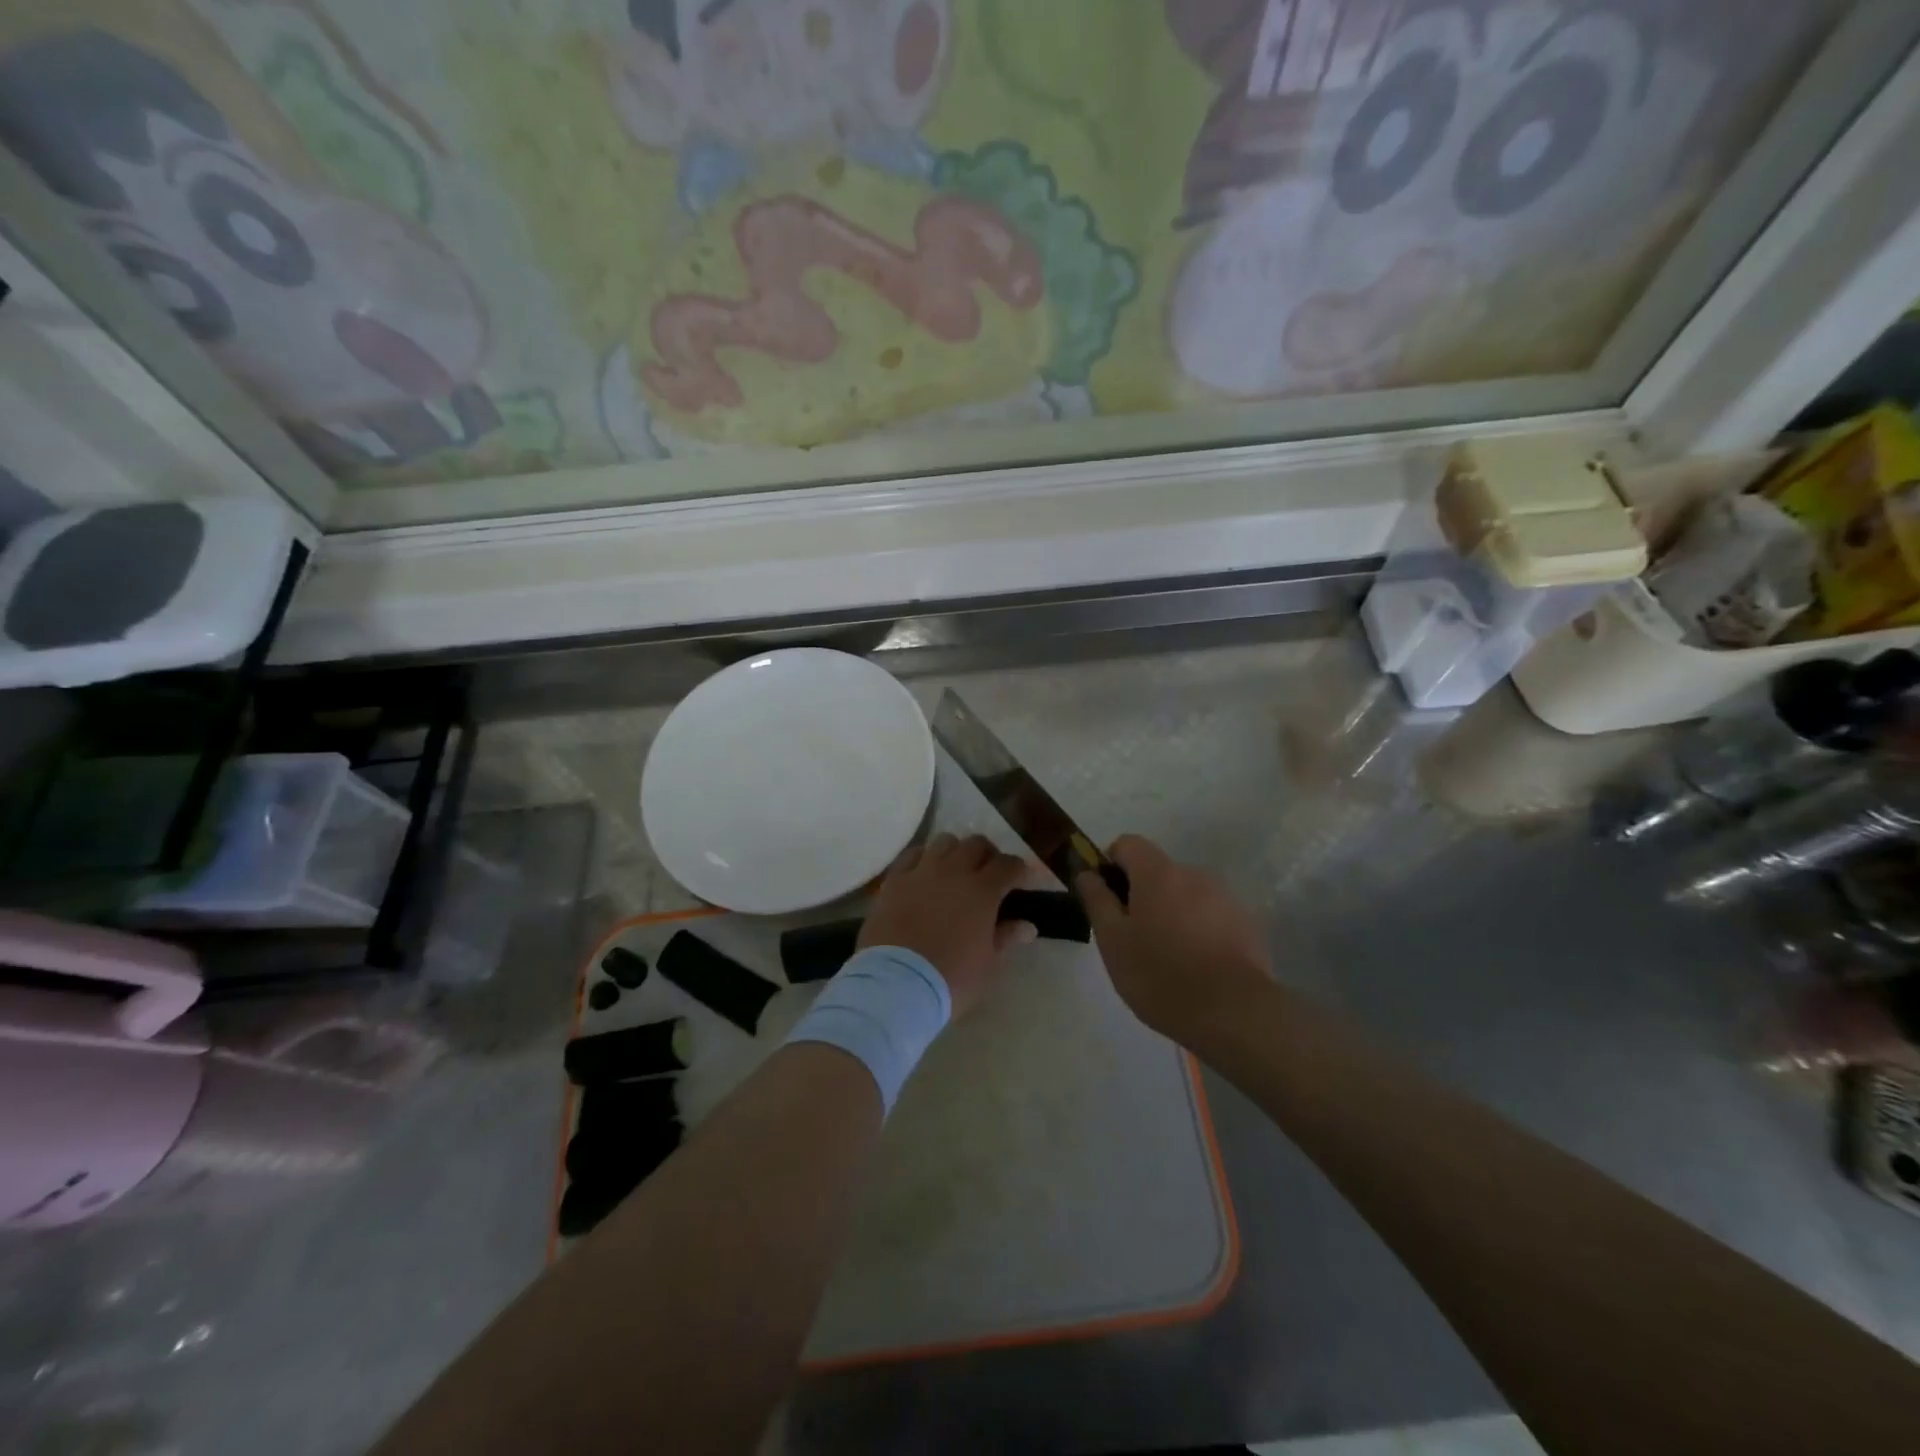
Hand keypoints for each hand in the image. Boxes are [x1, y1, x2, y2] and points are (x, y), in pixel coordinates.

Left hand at [858, 833, 1035, 1016]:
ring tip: (956, 871)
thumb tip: (1027, 926)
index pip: (1009, 864)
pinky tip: (925, 872)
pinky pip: (913, 855)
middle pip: (977, 844)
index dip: (1019, 870)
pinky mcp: (894, 880)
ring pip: (945, 842)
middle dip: (988, 855)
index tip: (1022, 881)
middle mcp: (953, 871)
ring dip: (956, 852)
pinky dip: (924, 858)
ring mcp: (921, 872)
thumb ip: (1007, 937)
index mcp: (982, 891)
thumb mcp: (988, 964)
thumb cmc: (951, 979)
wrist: (896, 985)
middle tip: (990, 875)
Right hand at [1077, 834, 1272, 1046]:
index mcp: (1158, 873)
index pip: (1128, 844)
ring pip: (1185, 895)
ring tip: (1166, 958)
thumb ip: (1097, 900)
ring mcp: (1224, 898)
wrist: (1234, 1013)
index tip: (1106, 899)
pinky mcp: (1246, 924)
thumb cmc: (1160, 975)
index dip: (1111, 864)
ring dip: (1171, 913)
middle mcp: (1193, 874)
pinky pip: (1210, 916)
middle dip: (1141, 895)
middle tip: (1132, 938)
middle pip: (1158, 871)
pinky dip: (1197, 931)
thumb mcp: (1113, 941)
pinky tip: (1195, 968)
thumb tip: (1087, 873)